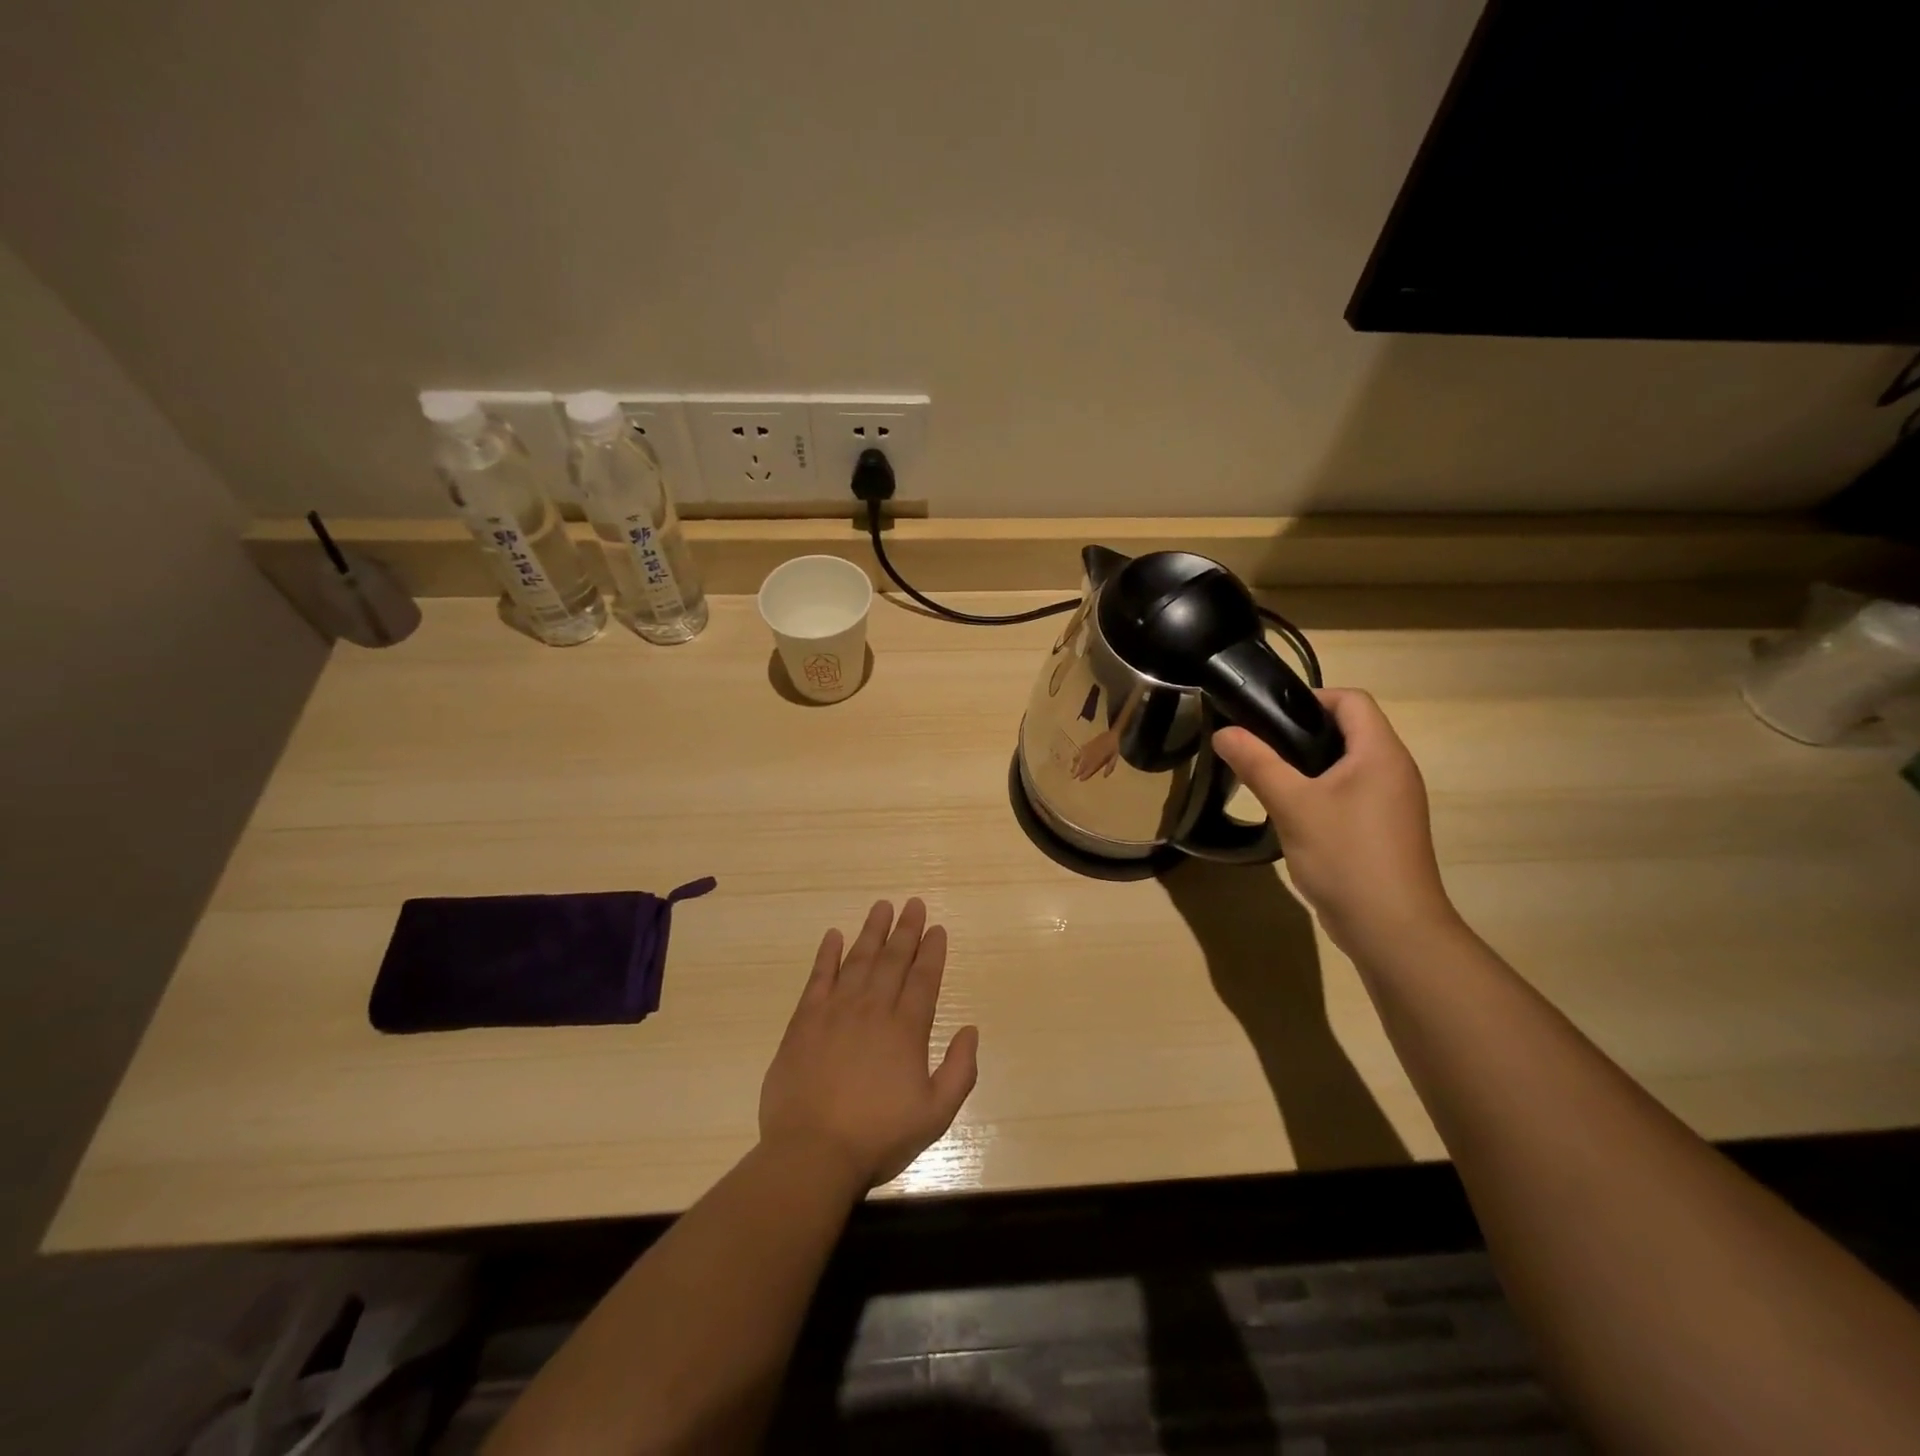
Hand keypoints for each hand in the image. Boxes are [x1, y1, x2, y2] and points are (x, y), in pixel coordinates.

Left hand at [759, 899, 979, 1189]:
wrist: (812, 1153)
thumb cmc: (878, 1137)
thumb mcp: (935, 1115)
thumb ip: (960, 1071)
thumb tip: (970, 1030)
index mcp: (906, 1030)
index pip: (924, 979)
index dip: (932, 951)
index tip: (936, 928)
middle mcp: (874, 1010)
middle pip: (893, 960)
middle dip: (906, 930)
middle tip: (913, 904)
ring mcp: (836, 1011)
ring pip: (858, 960)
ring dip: (872, 932)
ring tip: (882, 907)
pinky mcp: (805, 1021)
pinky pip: (818, 978)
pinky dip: (827, 954)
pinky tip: (833, 936)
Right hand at [1213, 689, 1458, 955]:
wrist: (1392, 929)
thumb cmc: (1345, 855)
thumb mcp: (1292, 805)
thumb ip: (1257, 763)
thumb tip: (1223, 732)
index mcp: (1380, 753)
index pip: (1351, 700)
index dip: (1310, 698)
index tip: (1268, 717)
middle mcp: (1394, 770)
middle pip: (1349, 730)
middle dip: (1302, 732)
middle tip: (1259, 747)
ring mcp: (1393, 802)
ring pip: (1348, 764)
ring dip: (1309, 765)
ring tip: (1269, 779)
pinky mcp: (1385, 829)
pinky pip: (1351, 793)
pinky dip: (1322, 792)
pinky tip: (1292, 814)